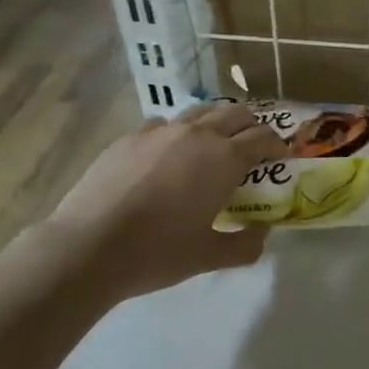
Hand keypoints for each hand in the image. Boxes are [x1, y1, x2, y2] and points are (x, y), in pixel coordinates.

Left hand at [45, 102, 287, 301]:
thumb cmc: (158, 252)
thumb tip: (262, 231)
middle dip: (251, 126)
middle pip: (236, 113)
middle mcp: (197, 135)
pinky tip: (168, 155)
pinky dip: (177, 133)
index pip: (263, 137)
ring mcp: (160, 132)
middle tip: (252, 148)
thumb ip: (246, 244)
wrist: (88, 246)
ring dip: (216, 122)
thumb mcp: (210, 257)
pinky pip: (163, 124)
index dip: (277, 145)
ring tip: (213, 144)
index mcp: (224, 159)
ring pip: (199, 111)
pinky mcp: (129, 138)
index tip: (280, 157)